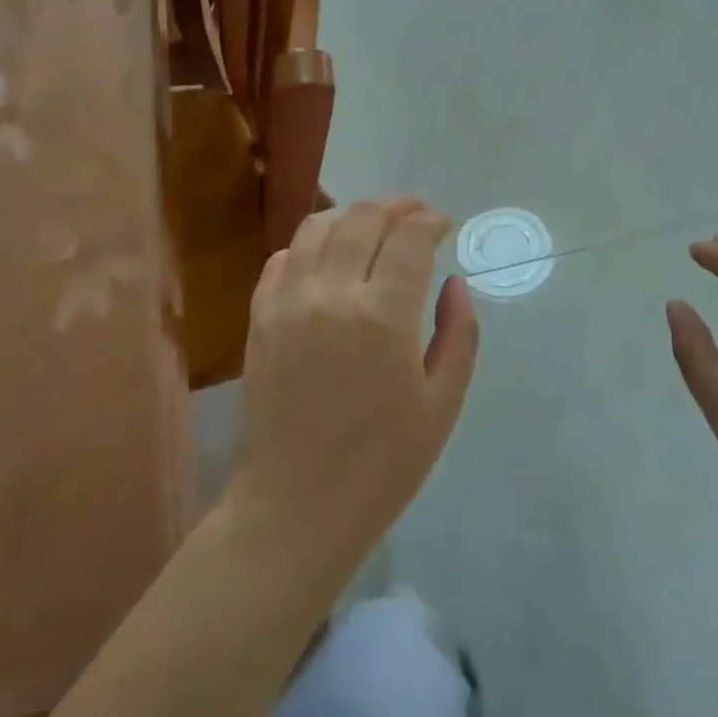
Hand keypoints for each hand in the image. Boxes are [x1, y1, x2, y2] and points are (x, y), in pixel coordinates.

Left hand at [227, 200, 479, 582]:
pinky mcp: (259, 318)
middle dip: (396, 206)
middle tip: (414, 217)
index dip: (431, 220)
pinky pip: (281, 258)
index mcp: (384, 315)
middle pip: (364, 218)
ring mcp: (288, 302)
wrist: (294, 509)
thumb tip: (454, 282)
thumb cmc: (381, 466)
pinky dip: (309, 244)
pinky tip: (327, 258)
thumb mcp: (442, 405)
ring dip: (352, 217)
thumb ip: (458, 334)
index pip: (411, 236)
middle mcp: (332, 294)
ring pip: (318, 227)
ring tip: (373, 228)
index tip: (444, 225)